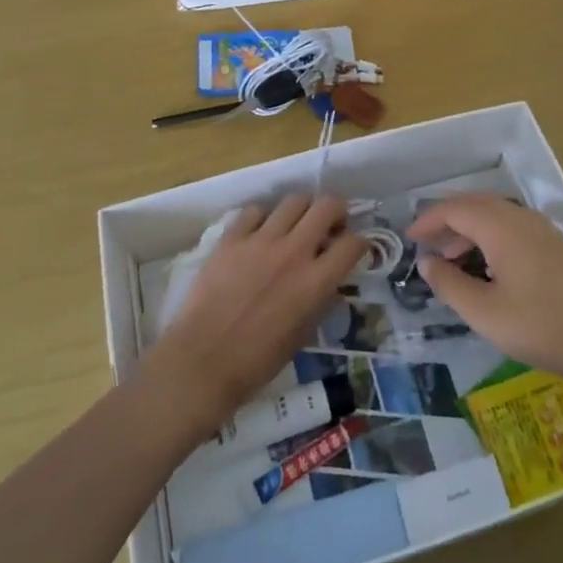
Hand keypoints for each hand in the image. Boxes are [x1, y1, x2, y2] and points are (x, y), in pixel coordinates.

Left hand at [144, 194, 364, 433]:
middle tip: (330, 226)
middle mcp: (293, 252)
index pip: (353, 244)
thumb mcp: (301, 337)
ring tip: (295, 225)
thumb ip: (320, 302)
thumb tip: (329, 283)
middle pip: (327, 206)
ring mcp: (260, 241)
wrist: (201, 362)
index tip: (354, 249)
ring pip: (293, 201)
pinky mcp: (231, 239)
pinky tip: (260, 233)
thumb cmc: (256, 362)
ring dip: (302, 210)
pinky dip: (264, 218)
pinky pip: (254, 211)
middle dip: (337, 211)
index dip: (360, 243)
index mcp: (315, 282)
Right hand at [411, 195, 562, 394]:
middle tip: (426, 247)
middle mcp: (520, 217)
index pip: (454, 209)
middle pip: (475, 205)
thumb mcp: (484, 312)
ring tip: (452, 260)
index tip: (409, 239)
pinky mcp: (554, 245)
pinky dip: (489, 237)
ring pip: (495, 216)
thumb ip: (449, 284)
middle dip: (447, 222)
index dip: (428, 220)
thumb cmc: (540, 326)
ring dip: (468, 230)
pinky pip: (511, 228)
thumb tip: (427, 262)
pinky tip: (487, 267)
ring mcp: (541, 229)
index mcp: (501, 226)